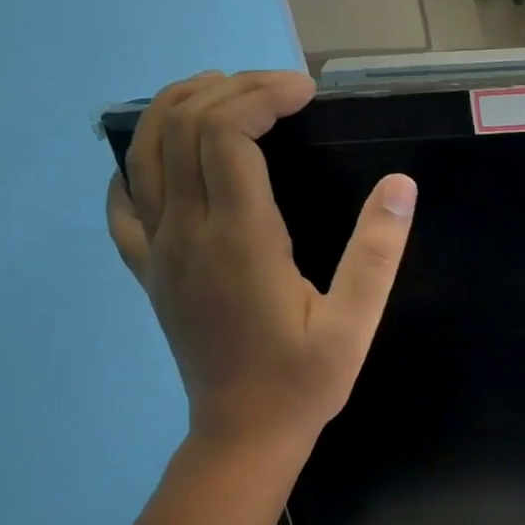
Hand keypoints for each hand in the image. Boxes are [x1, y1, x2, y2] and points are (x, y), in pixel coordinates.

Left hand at [107, 70, 415, 458]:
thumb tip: (400, 186)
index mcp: (239, 239)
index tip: (305, 93)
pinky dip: (139, 162)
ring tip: (227, 95)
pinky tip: (167, 159)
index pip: (227, 133)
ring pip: (144, 152)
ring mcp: (158, 250)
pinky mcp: (149, 270)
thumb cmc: (304, 380)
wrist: (243, 434)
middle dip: (229, 89)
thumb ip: (377, 252)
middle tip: (280, 91)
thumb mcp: (355, 323)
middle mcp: (186, 232)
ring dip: (180, 108)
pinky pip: (124, 200)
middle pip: (181, 127)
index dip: (262, 95)